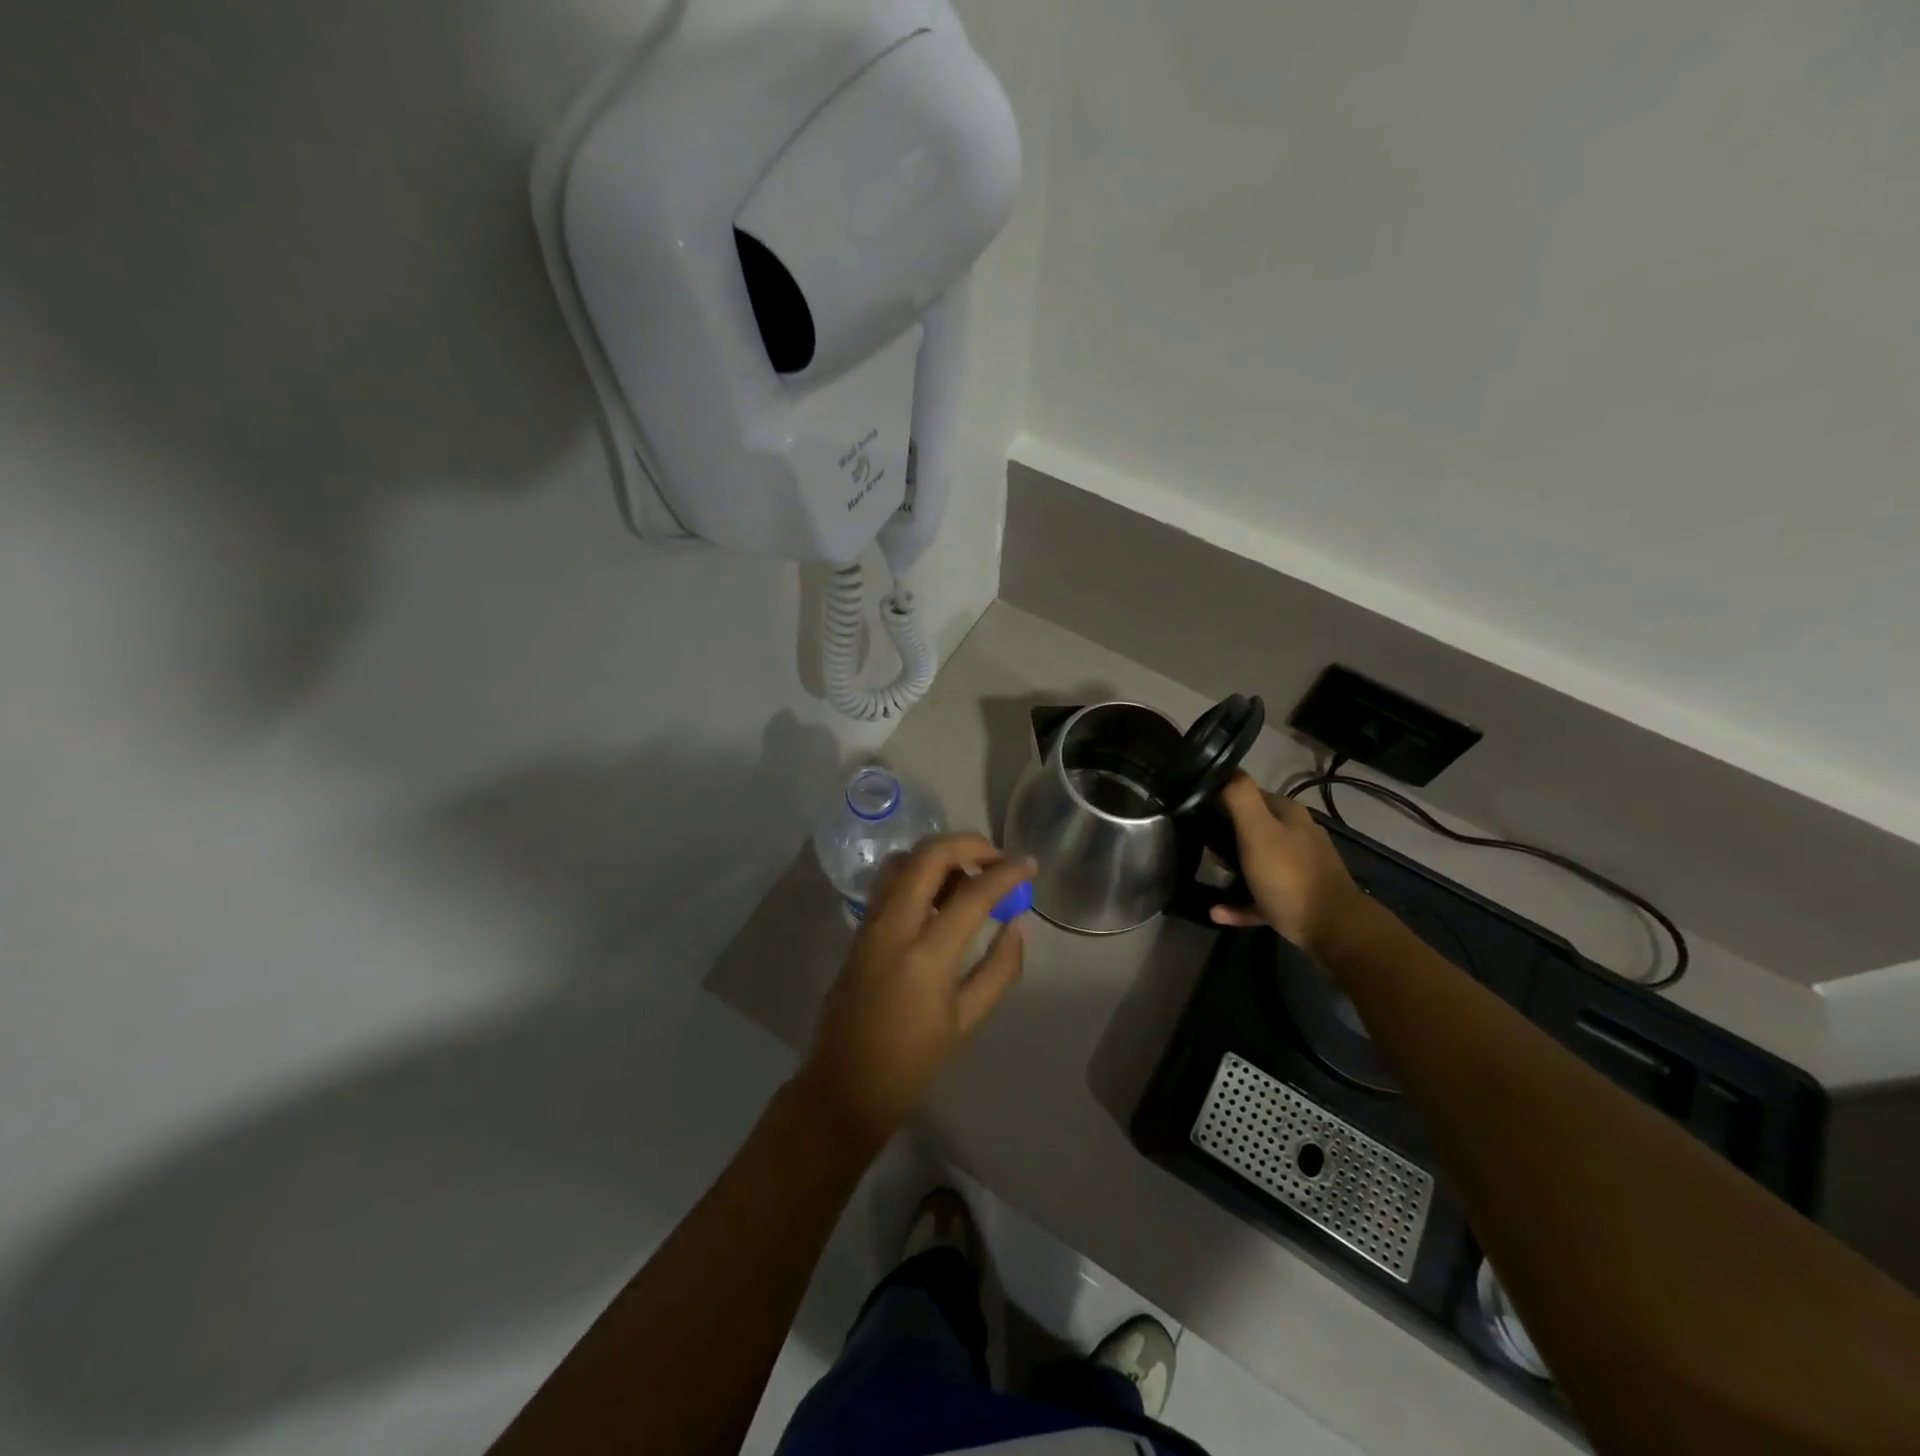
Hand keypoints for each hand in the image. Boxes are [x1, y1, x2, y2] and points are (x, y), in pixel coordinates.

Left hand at [793, 834, 1034, 1150]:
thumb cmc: (913, 1063)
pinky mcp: (858, 929)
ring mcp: (870, 924)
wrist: (844, 1087)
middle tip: (997, 858)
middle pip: (928, 855)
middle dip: (968, 844)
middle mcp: (893, 927)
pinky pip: (890, 882)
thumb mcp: (967, 1021)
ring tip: (969, 875)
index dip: (1006, 872)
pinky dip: (919, 872)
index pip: (972, 894)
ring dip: (939, 854)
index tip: (1029, 863)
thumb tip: (1016, 923)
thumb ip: (999, 968)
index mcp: (926, 956)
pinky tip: (940, 895)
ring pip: (903, 860)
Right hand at [1212, 772, 1370, 955]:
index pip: (1250, 794)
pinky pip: (1260, 897)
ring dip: (1232, 868)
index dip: (1222, 799)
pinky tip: (1217, 911)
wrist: (1333, 928)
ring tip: (1209, 872)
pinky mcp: (1296, 900)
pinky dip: (1239, 902)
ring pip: (1257, 862)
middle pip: (1254, 828)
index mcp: (1288, 815)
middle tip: (1199, 843)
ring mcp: (1299, 869)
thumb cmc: (1289, 874)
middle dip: (1226, 834)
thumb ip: (1240, 797)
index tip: (1196, 809)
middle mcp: (1297, 836)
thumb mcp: (1257, 830)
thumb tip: (1224, 769)